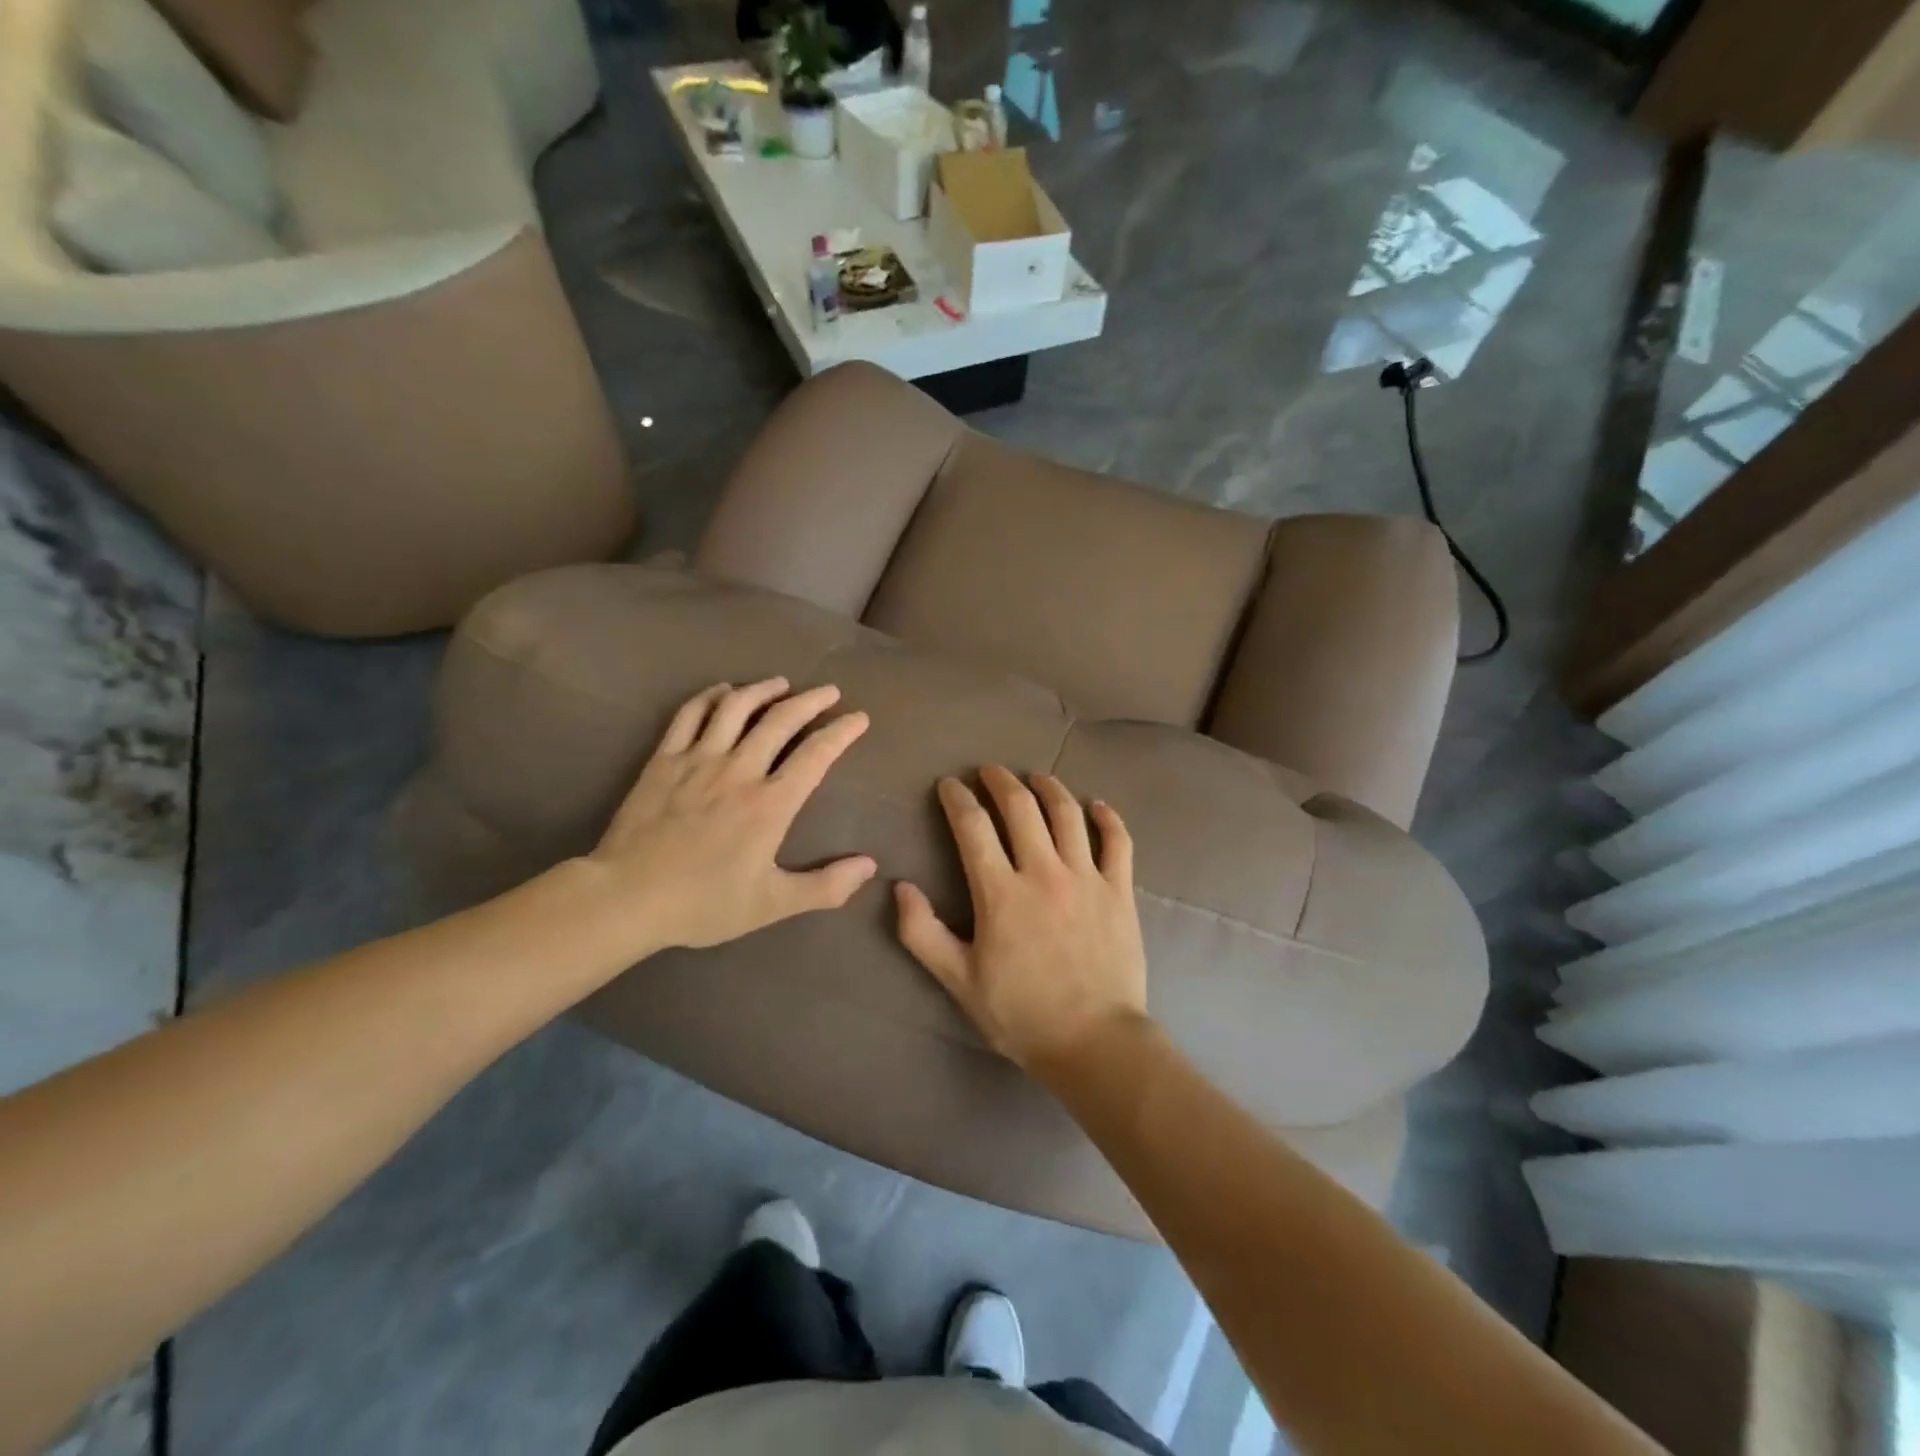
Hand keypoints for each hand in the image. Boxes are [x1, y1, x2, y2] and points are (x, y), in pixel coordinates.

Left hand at [586, 678, 875, 951]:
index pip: (816, 755)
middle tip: (830, 691)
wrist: (626, 898)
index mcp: (770, 804)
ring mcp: (698, 760)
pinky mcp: (664, 760)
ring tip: (781, 683)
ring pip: (736, 708)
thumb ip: (825, 887)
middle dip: (811, 701)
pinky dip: (711, 696)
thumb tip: (869, 866)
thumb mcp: (772, 905)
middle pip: (781, 720)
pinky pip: (690, 715)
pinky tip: (723, 691)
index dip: (842, 732)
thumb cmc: (703, 903)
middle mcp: (739, 770)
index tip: (859, 718)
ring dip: (764, 690)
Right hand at [895, 765, 1148, 1074]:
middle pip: (1021, 807)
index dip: (957, 799)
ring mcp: (1087, 878)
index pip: (973, 827)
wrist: (1094, 1042)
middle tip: (988, 771)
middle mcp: (1044, 872)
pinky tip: (1095, 805)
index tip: (949, 785)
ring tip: (1035, 778)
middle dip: (1000, 781)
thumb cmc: (1021, 1013)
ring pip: (1067, 813)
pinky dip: (1107, 817)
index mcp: (1001, 893)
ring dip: (1048, 787)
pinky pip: (1118, 841)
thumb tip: (899, 887)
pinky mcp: (1120, 890)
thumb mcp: (958, 980)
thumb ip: (922, 933)